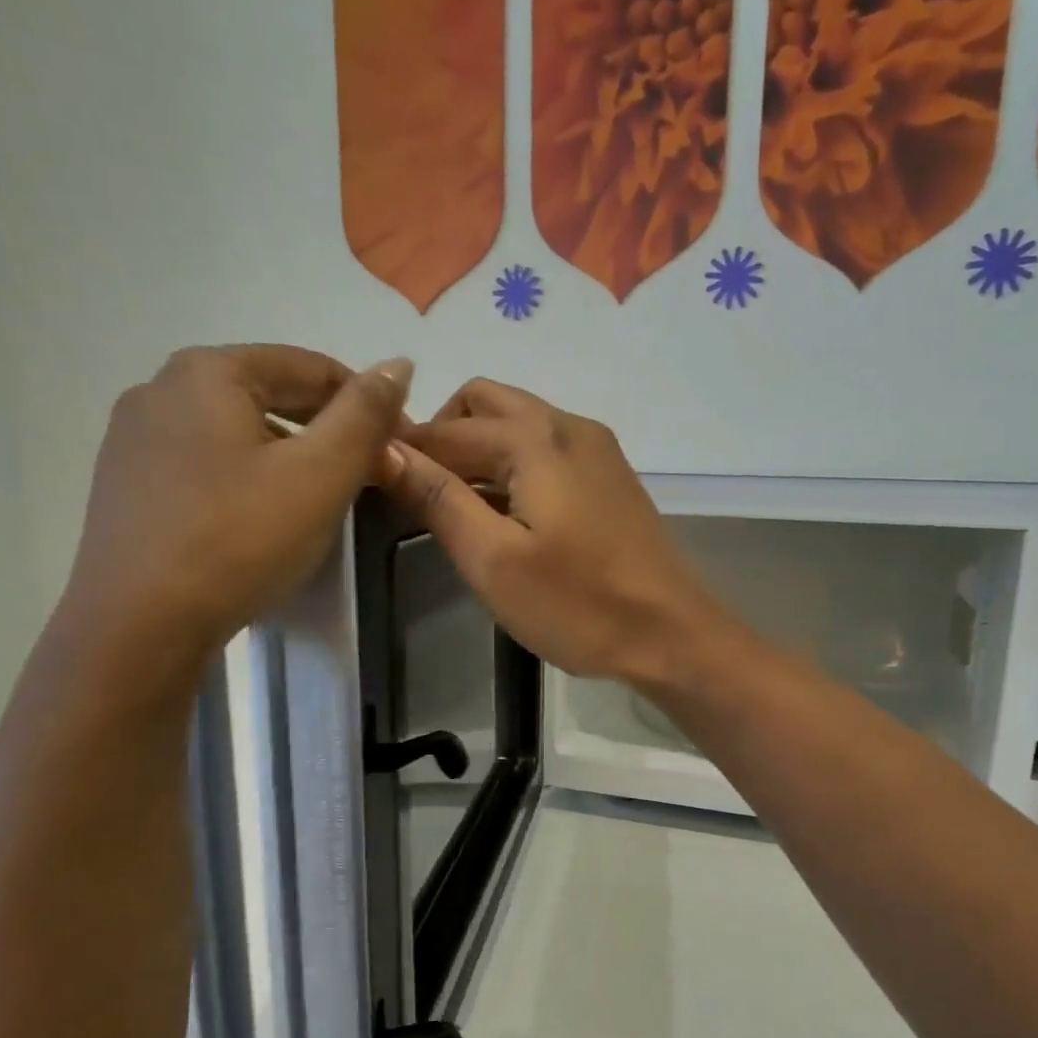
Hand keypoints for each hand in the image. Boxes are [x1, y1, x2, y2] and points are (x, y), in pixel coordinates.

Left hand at [60, 345, 410, 676]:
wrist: (139, 625)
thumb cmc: (240, 538)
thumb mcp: (321, 473)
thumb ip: (365, 414)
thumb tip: (398, 362)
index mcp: (208, 372)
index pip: (310, 367)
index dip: (368, 403)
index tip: (401, 447)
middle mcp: (161, 389)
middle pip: (270, 394)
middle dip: (327, 429)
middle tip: (369, 475)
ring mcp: (134, 439)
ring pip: (237, 432)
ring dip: (289, 454)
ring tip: (320, 499)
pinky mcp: (126, 486)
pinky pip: (206, 465)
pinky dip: (248, 478)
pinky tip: (262, 519)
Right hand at [384, 378, 721, 682]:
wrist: (672, 634)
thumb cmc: (579, 605)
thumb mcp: (494, 560)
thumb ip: (438, 499)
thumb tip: (383, 449)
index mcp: (535, 439)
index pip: (447, 429)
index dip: (402, 447)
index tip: (365, 472)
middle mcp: (568, 426)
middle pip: (485, 403)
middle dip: (442, 433)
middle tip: (418, 489)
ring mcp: (597, 449)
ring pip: (519, 421)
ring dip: (478, 447)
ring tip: (454, 503)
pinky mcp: (612, 476)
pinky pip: (547, 447)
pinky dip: (513, 461)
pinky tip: (506, 509)